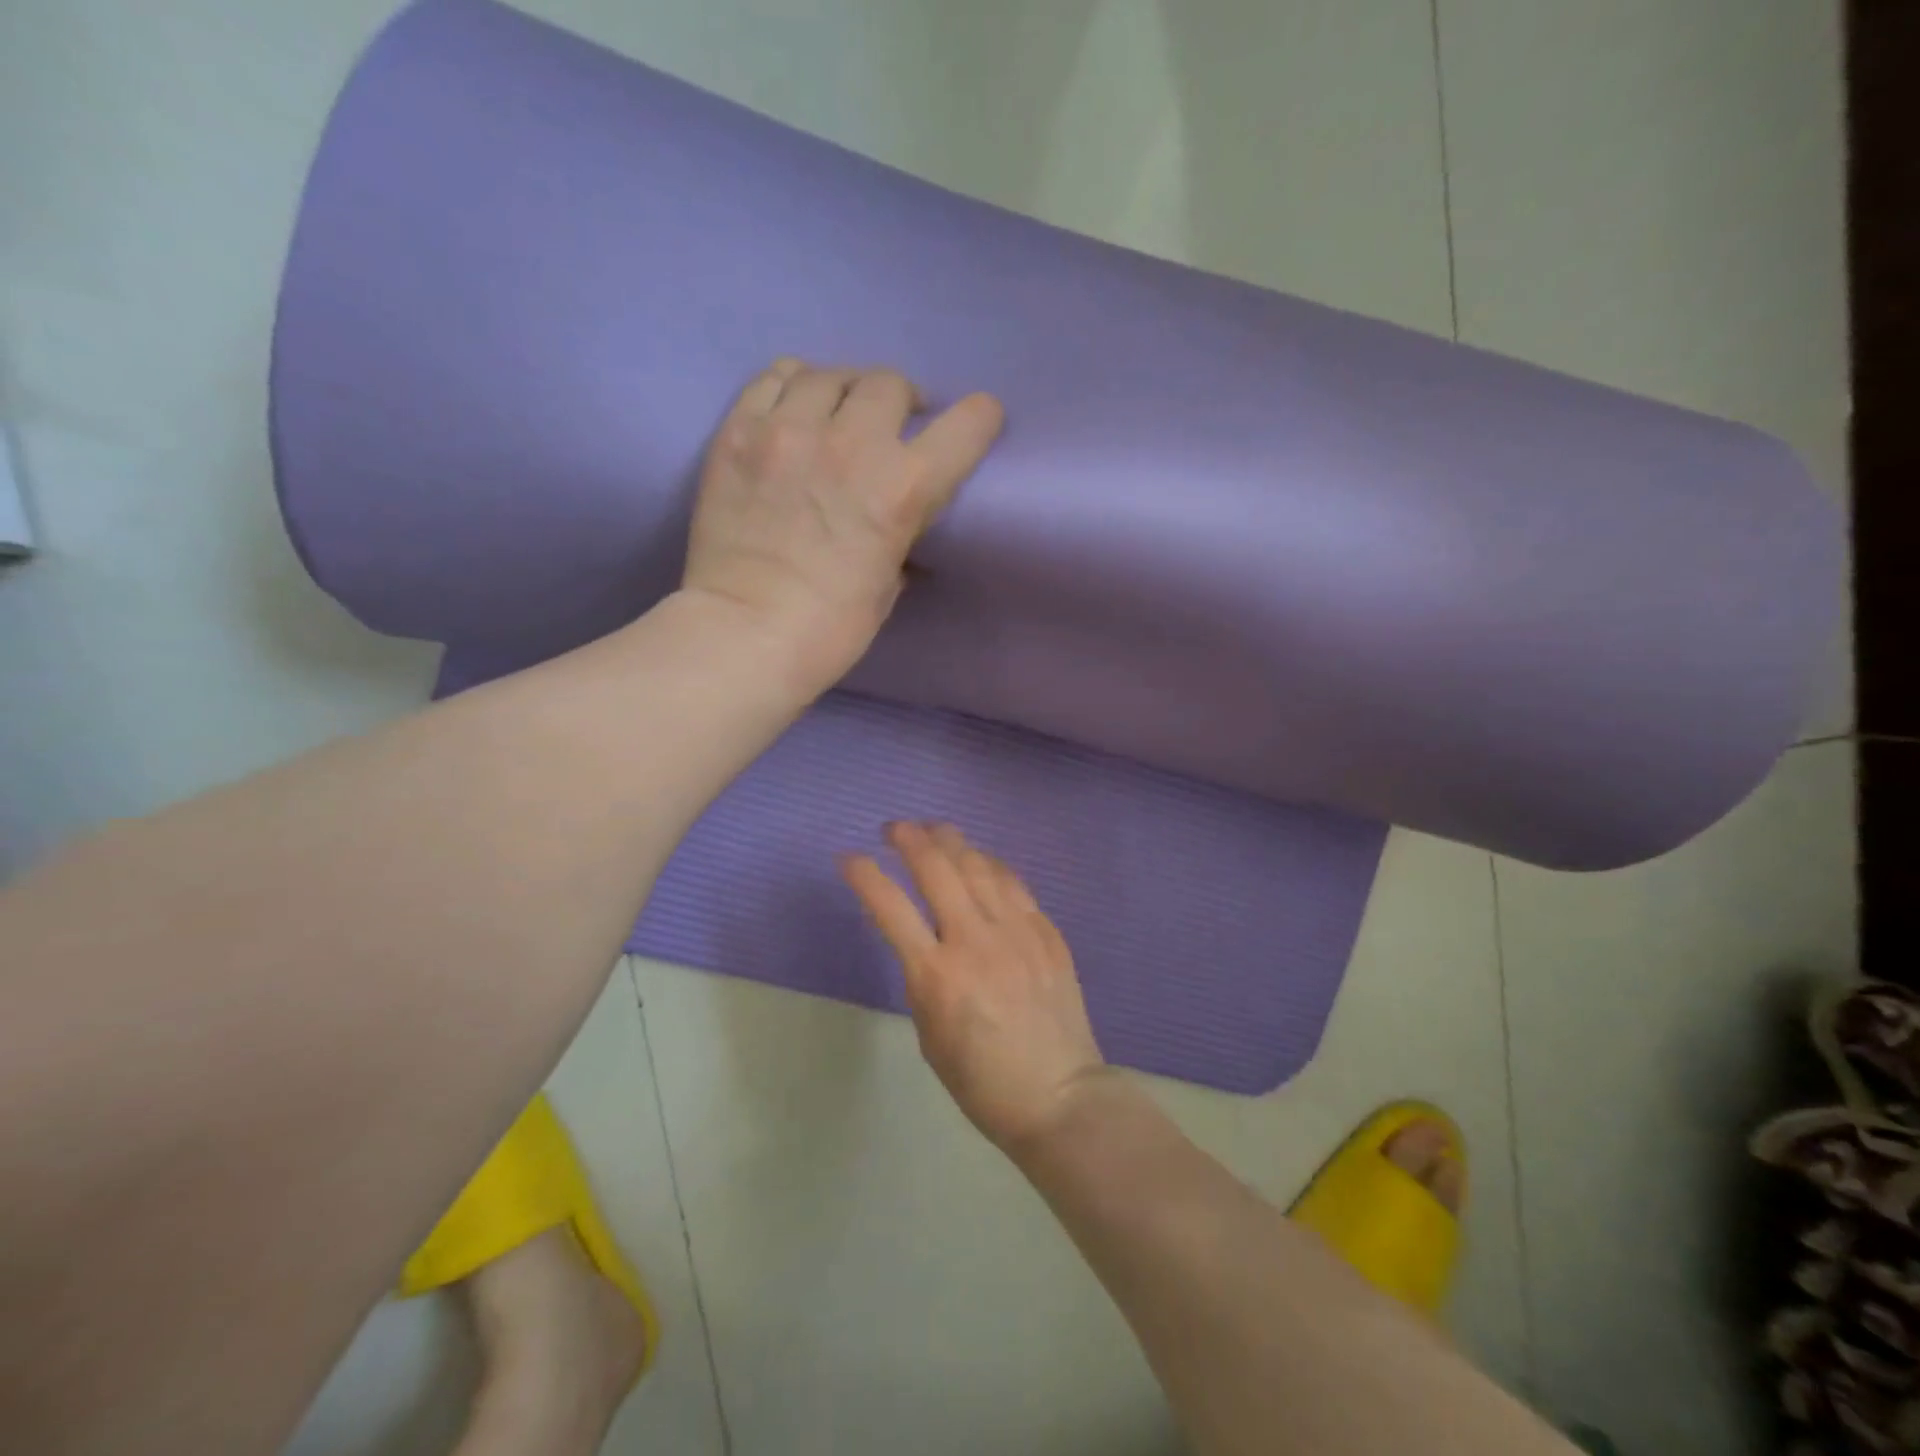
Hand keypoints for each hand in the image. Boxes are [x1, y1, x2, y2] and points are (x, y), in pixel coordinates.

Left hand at [683, 359, 1002, 691]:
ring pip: (828, 374)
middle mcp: (851, 443)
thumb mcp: (888, 584)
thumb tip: (894, 525)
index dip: (978, 419)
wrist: (743, 635)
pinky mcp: (738, 432)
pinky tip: (792, 409)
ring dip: (844, 391)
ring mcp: (787, 430)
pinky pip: (773, 379)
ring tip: (837, 412)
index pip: (965, 426)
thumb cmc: (830, 629)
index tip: (975, 421)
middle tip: (890, 425)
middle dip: (900, 402)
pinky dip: (792, 387)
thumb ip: (898, 537)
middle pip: (889, 384)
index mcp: (902, 489)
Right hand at [841, 822, 1110, 1152]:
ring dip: (951, 840)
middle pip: (937, 868)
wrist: (1059, 1095)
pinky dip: (989, 864)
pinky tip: (980, 859)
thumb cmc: (981, 1080)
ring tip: (934, 830)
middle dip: (909, 839)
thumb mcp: (929, 1033)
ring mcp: (1016, 930)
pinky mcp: (1046, 931)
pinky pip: (1013, 883)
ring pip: (978, 865)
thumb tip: (917, 936)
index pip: (890, 906)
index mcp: (936, 974)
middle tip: (895, 828)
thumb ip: (920, 976)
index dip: (863, 874)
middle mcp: (975, 940)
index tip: (848, 858)